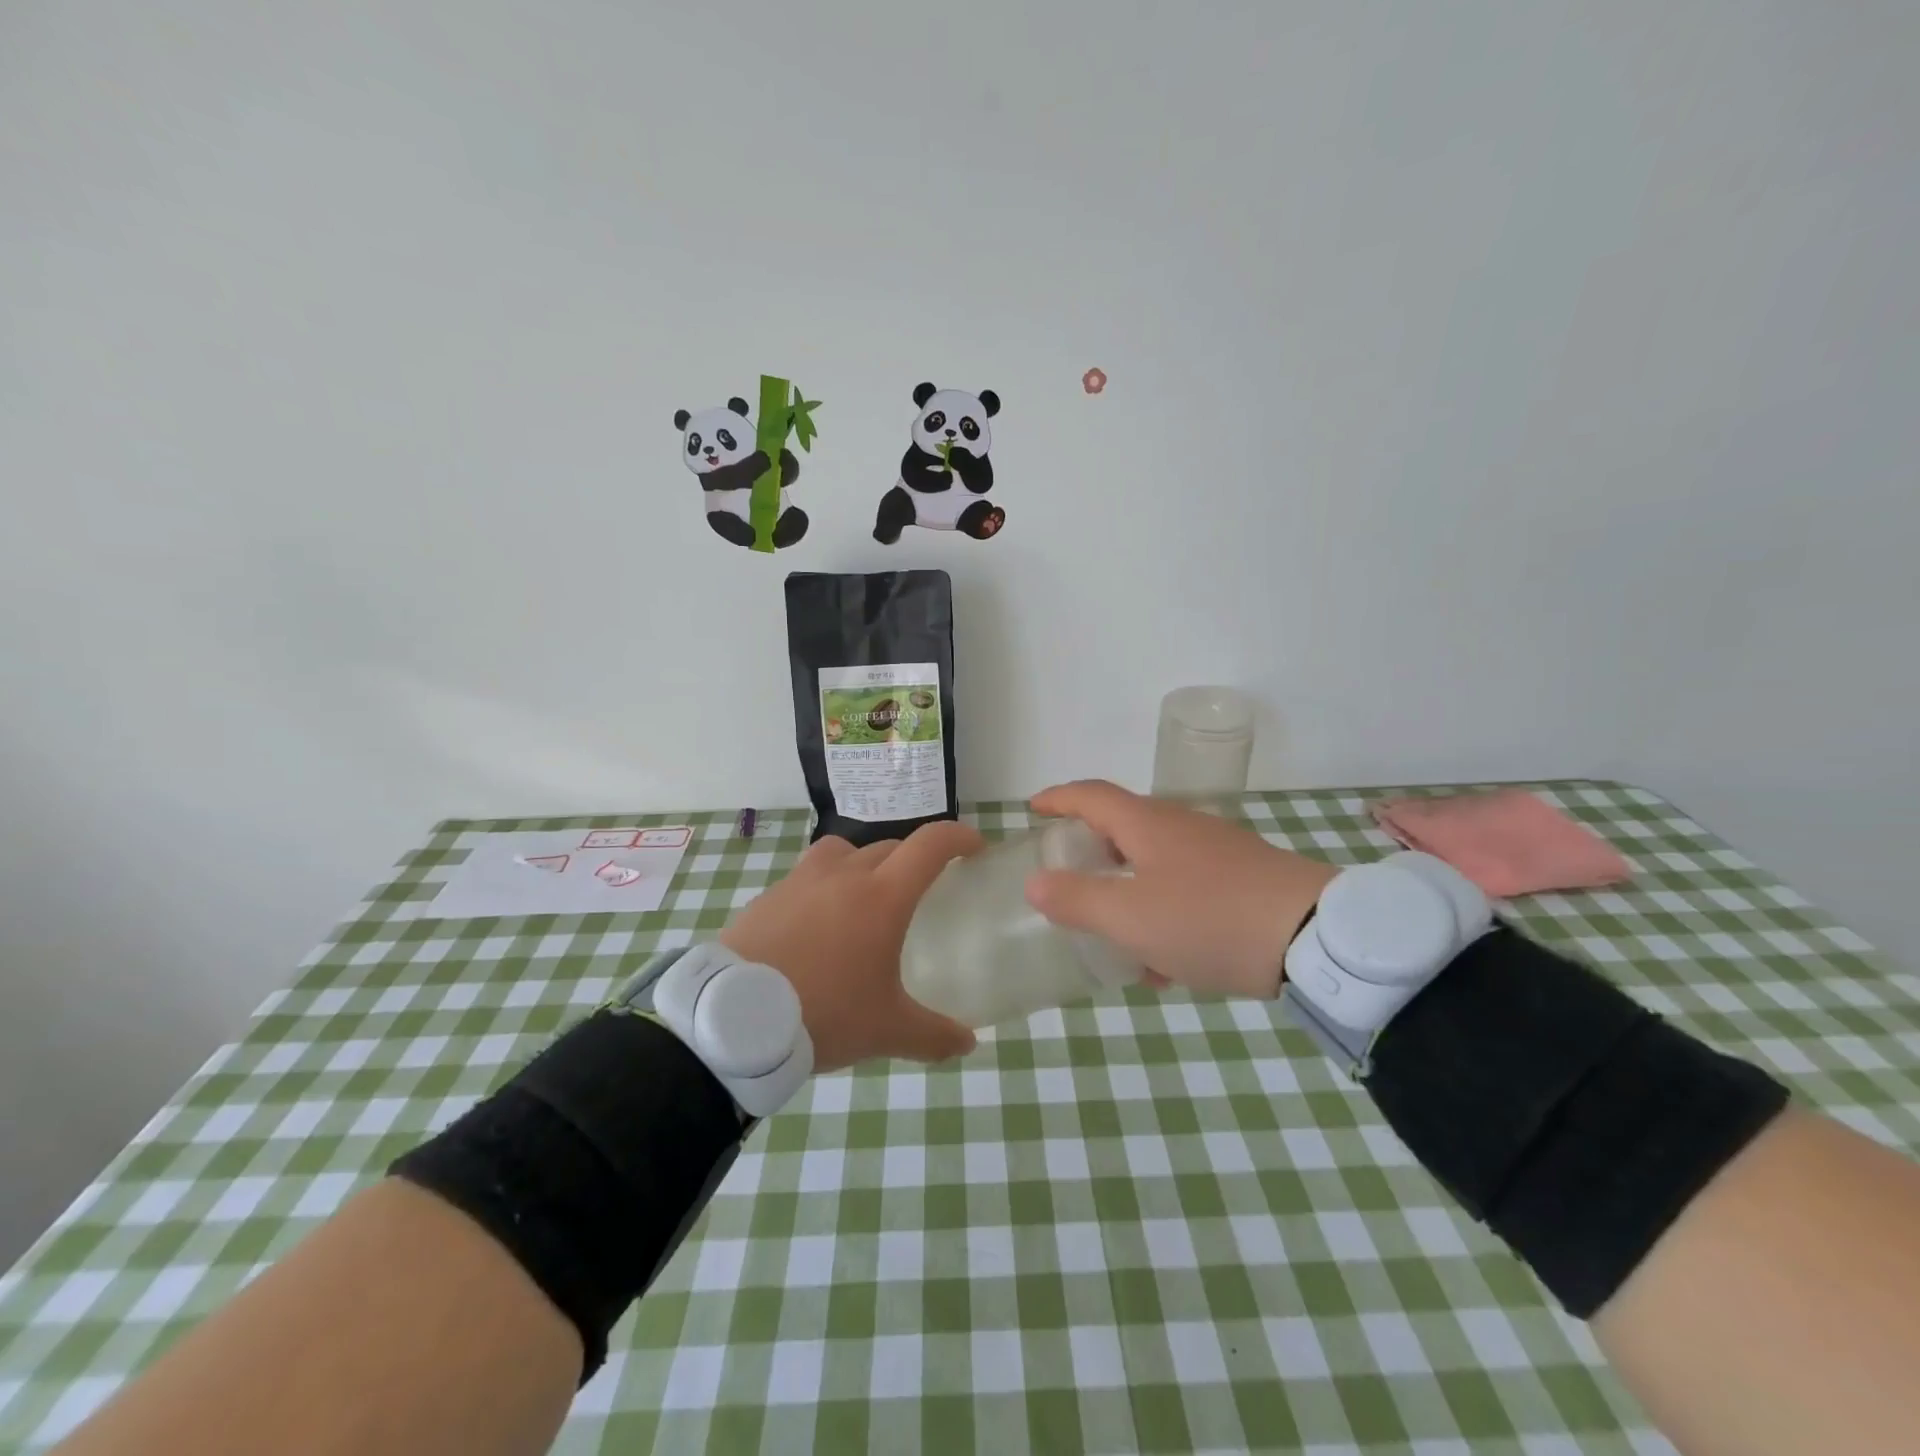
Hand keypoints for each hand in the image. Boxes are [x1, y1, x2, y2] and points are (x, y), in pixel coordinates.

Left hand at [721, 822, 982, 1072]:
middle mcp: (845, 874)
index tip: (974, 847)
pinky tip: (818, 924)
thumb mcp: (886, 1030)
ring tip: (865, 896)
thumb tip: (968, 1043)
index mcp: (883, 896)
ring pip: (844, 851)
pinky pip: (808, 875)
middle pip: (890, 846)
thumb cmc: (824, 1014)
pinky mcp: (770, 895)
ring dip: (864, 862)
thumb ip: (933, 1035)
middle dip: (913, 859)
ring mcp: (802, 880)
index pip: (930, 845)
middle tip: (922, 888)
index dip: (959, 837)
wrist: (734, 1018)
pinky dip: (824, 885)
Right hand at [1024, 780, 1335, 999]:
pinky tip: (1167, 960)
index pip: (1091, 795)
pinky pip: (1186, 886)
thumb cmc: (1209, 919)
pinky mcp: (1244, 877)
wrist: (1317, 937)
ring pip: (1155, 862)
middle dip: (1091, 849)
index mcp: (1148, 824)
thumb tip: (1036, 883)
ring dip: (1128, 890)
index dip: (1058, 799)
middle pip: (1123, 826)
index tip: (1033, 808)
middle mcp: (1181, 826)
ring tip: (1115, 935)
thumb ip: (1077, 900)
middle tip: (1068, 875)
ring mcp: (1216, 850)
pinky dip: (1163, 910)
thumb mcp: (1130, 918)